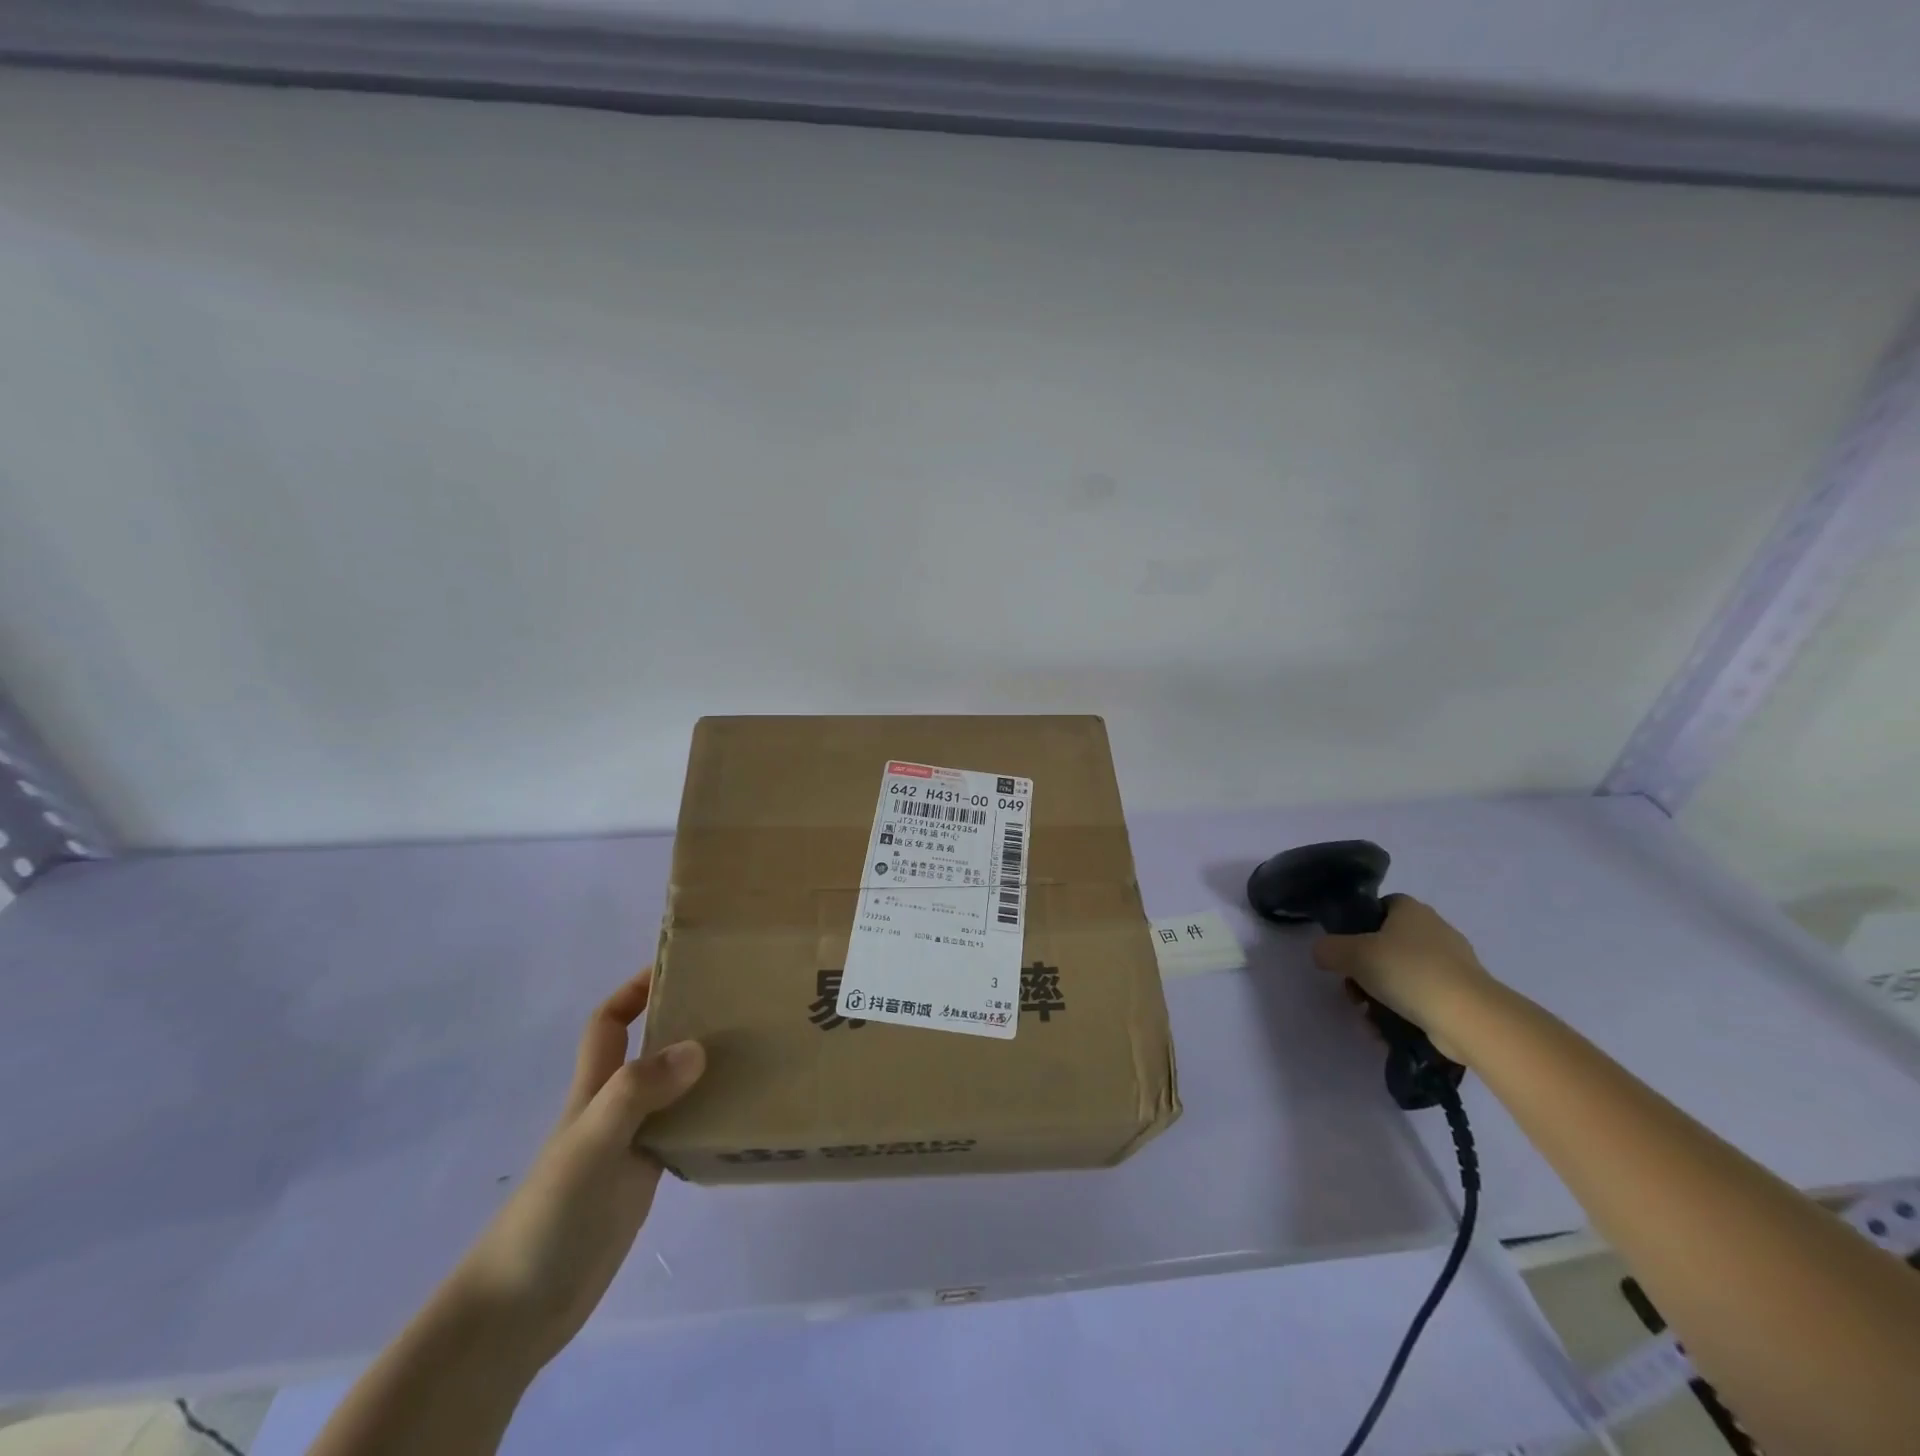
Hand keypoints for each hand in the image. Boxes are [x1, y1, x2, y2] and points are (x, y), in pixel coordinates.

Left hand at [452, 969, 704, 1370]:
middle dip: (686, 1021)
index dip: (635, 990)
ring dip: (707, 1071)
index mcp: (595, 1088)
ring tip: (757, 1053)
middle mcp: (616, 1107)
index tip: (680, 969)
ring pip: (675, 1091)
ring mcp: (631, 1144)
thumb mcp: (591, 1142)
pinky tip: (743, 1116)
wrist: (518, 1310)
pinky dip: (711, 1119)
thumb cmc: (548, 1215)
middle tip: (740, 1007)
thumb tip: (698, 1046)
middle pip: (651, 1049)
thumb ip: (638, 1092)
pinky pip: (685, 1133)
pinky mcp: (645, 1180)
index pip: (610, 1022)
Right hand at [1311, 896, 1496, 1062]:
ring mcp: (1454, 963)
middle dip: (1366, 967)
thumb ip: (1328, 949)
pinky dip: (1404, 1010)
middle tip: (1353, 988)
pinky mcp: (1463, 994)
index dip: (1360, 924)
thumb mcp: (1352, 954)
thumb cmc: (1407, 972)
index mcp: (1411, 910)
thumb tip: (1322, 953)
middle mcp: (1436, 929)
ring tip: (1369, 1015)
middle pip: (1388, 943)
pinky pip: (1422, 997)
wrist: (1469, 1017)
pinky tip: (1389, 1028)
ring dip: (1381, 993)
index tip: (1347, 948)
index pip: (1381, 906)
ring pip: (1403, 973)